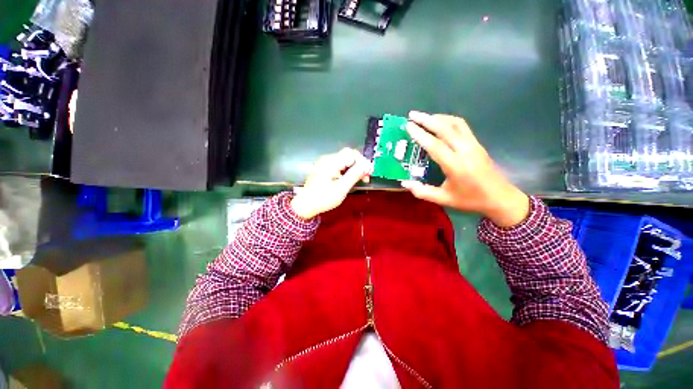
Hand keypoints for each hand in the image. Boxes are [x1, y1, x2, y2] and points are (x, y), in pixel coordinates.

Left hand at [290, 148, 371, 219]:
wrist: (305, 204)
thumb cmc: (323, 198)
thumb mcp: (341, 189)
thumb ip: (354, 175)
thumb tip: (367, 165)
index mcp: (331, 162)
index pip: (352, 154)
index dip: (363, 161)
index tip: (369, 173)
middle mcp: (327, 158)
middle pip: (348, 155)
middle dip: (359, 164)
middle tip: (365, 177)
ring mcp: (324, 162)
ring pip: (344, 159)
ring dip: (354, 167)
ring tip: (360, 179)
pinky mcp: (324, 167)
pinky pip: (339, 164)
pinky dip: (347, 169)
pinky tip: (349, 178)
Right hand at [401, 111, 529, 227]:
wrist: (501, 198)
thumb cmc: (470, 200)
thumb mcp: (443, 199)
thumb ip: (422, 191)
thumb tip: (404, 183)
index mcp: (455, 166)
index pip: (435, 145)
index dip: (420, 134)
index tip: (408, 125)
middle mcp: (465, 151)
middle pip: (445, 128)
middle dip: (426, 119)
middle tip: (412, 115)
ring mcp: (473, 145)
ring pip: (455, 123)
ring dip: (438, 117)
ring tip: (424, 117)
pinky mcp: (477, 143)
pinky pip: (462, 126)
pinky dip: (449, 120)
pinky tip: (441, 122)